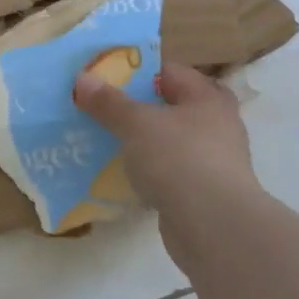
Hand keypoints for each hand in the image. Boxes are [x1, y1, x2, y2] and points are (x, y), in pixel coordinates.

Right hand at [74, 62, 262, 270]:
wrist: (214, 227)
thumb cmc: (179, 159)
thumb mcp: (136, 123)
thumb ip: (109, 102)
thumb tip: (82, 79)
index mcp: (206, 98)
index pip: (169, 71)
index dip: (137, 71)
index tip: (104, 78)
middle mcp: (217, 125)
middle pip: (172, 106)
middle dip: (140, 108)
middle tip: (106, 108)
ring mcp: (213, 161)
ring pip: (171, 141)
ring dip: (144, 141)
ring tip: (108, 140)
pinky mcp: (204, 192)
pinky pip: (171, 171)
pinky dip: (150, 171)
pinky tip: (124, 175)